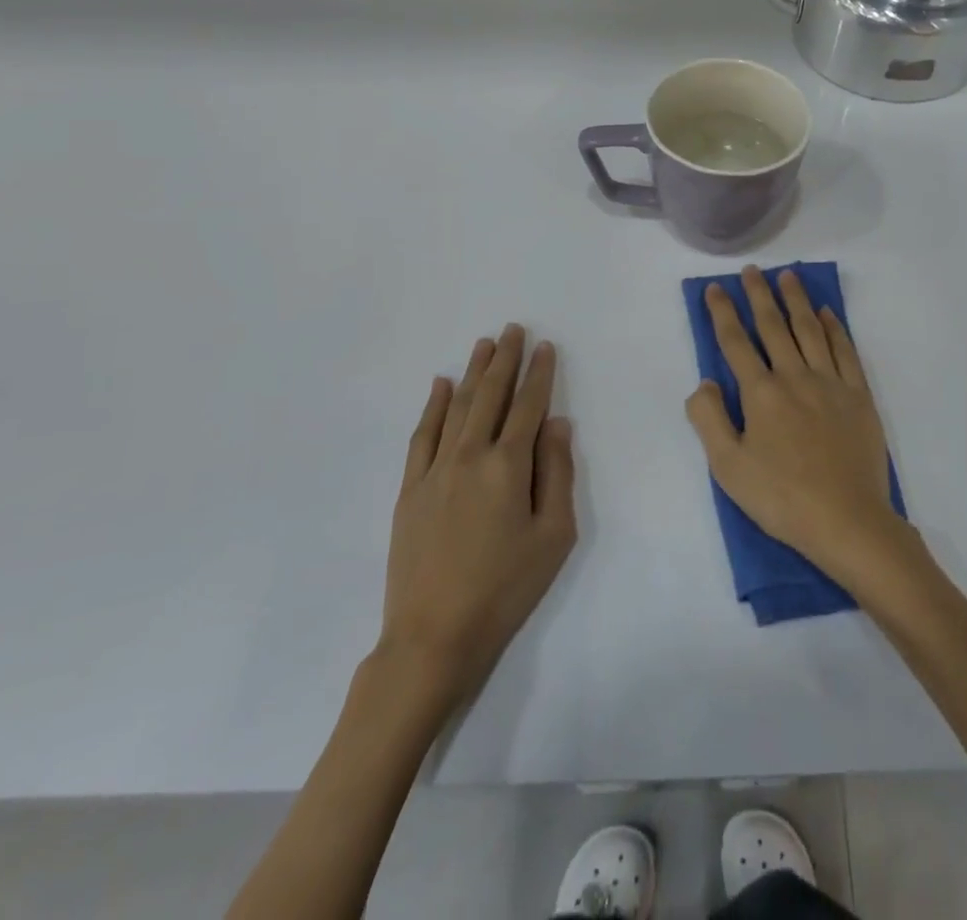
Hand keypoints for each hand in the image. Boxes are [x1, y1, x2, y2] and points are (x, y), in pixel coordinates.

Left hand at [380, 325, 576, 705]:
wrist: (434, 635)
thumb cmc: (506, 588)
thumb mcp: (554, 536)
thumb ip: (557, 473)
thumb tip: (557, 423)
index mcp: (508, 466)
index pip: (528, 406)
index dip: (539, 374)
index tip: (546, 346)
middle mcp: (470, 455)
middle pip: (491, 396)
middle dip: (505, 360)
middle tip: (513, 329)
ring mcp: (435, 470)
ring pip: (457, 407)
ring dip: (473, 372)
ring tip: (484, 344)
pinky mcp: (409, 489)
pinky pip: (422, 436)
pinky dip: (433, 407)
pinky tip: (440, 385)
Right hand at [686, 266, 903, 587]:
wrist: (847, 520)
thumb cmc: (781, 498)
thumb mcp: (728, 467)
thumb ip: (709, 419)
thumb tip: (705, 382)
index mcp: (760, 393)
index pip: (735, 342)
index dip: (723, 312)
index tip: (716, 288)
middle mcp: (794, 376)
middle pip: (774, 326)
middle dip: (759, 295)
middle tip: (752, 271)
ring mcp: (830, 383)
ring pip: (810, 330)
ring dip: (796, 301)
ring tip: (788, 277)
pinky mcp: (858, 395)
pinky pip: (844, 351)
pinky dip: (834, 328)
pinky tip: (827, 313)